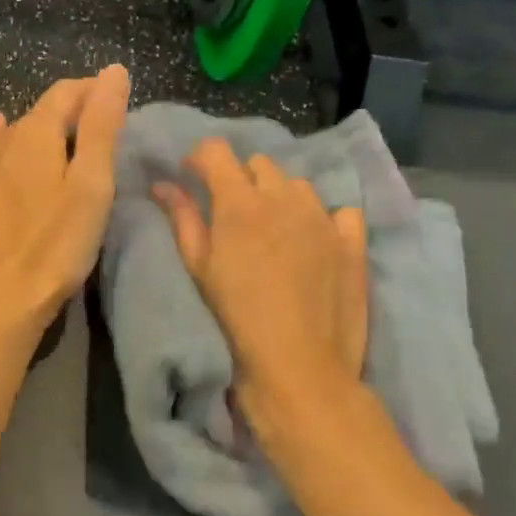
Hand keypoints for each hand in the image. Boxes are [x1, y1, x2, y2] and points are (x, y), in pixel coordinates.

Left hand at [0, 66, 130, 343]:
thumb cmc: (54, 247)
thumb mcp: (91, 186)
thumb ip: (101, 126)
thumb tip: (113, 71)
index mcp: (34, 133)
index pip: (66, 93)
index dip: (93, 90)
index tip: (117, 99)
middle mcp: (0, 140)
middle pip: (40, 112)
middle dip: (70, 111)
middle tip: (99, 128)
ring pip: (11, 132)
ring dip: (38, 129)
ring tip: (60, 139)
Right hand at [154, 138, 368, 442]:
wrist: (298, 364)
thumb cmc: (237, 317)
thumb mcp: (200, 268)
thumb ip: (183, 218)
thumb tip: (163, 184)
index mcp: (240, 202)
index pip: (217, 151)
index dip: (200, 158)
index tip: (193, 178)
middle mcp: (284, 197)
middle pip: (258, 163)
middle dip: (240, 178)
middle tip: (233, 213)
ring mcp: (323, 217)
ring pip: (297, 184)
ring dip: (280, 195)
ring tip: (273, 228)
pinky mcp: (352, 240)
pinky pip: (338, 209)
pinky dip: (324, 217)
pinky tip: (314, 240)